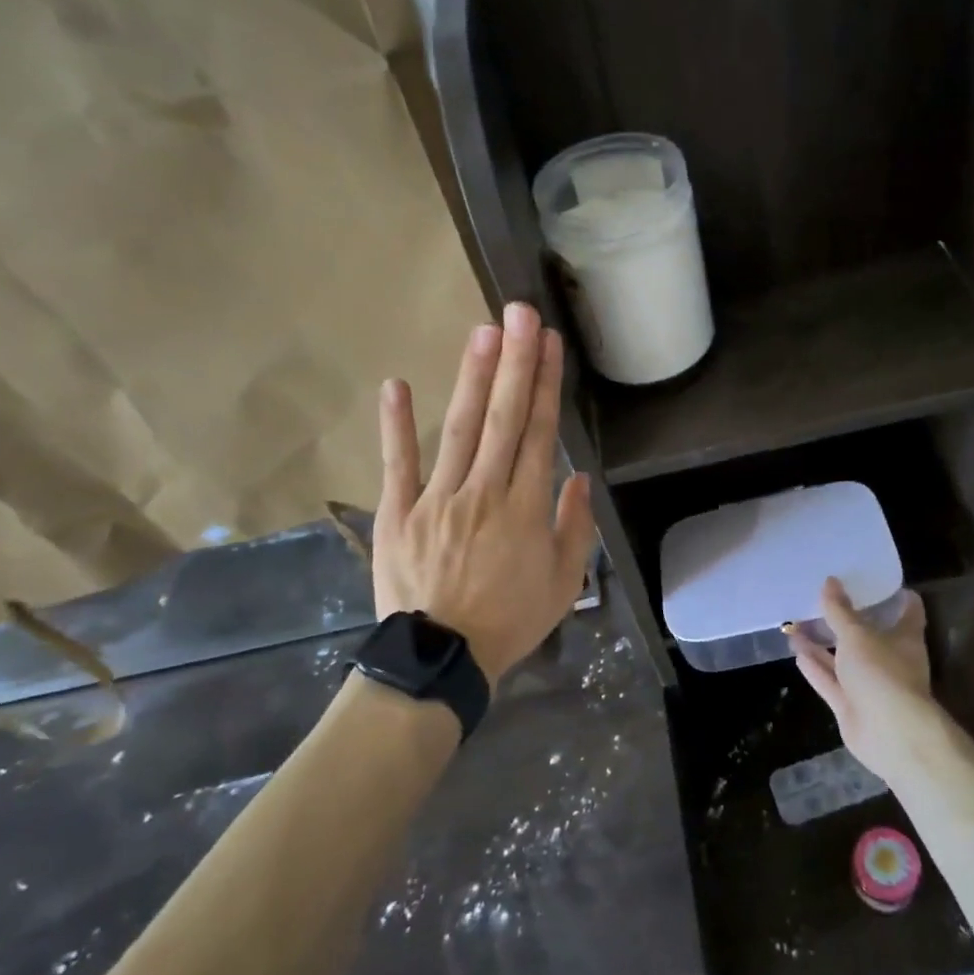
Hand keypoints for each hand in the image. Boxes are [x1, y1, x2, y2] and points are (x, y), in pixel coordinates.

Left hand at [372, 302, 598, 683]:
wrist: (441, 660)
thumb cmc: (509, 622)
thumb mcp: (562, 584)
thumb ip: (574, 528)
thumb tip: (577, 479)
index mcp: (525, 509)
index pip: (539, 434)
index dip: (546, 385)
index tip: (550, 344)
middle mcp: (483, 492)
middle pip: (503, 419)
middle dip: (514, 362)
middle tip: (520, 313)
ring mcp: (436, 499)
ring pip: (459, 430)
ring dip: (472, 379)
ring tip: (483, 333)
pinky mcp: (397, 513)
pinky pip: (397, 465)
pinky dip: (396, 426)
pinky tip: (397, 384)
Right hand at [786, 578, 941, 788]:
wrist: (889, 735)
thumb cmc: (882, 673)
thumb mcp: (857, 635)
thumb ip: (839, 611)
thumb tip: (829, 581)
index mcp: (905, 638)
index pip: (908, 610)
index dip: (894, 595)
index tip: (875, 579)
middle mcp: (890, 659)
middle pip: (869, 634)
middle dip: (847, 619)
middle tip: (824, 597)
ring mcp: (870, 684)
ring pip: (843, 658)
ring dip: (822, 643)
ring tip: (798, 621)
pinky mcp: (851, 705)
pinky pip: (830, 681)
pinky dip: (815, 667)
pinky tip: (796, 651)